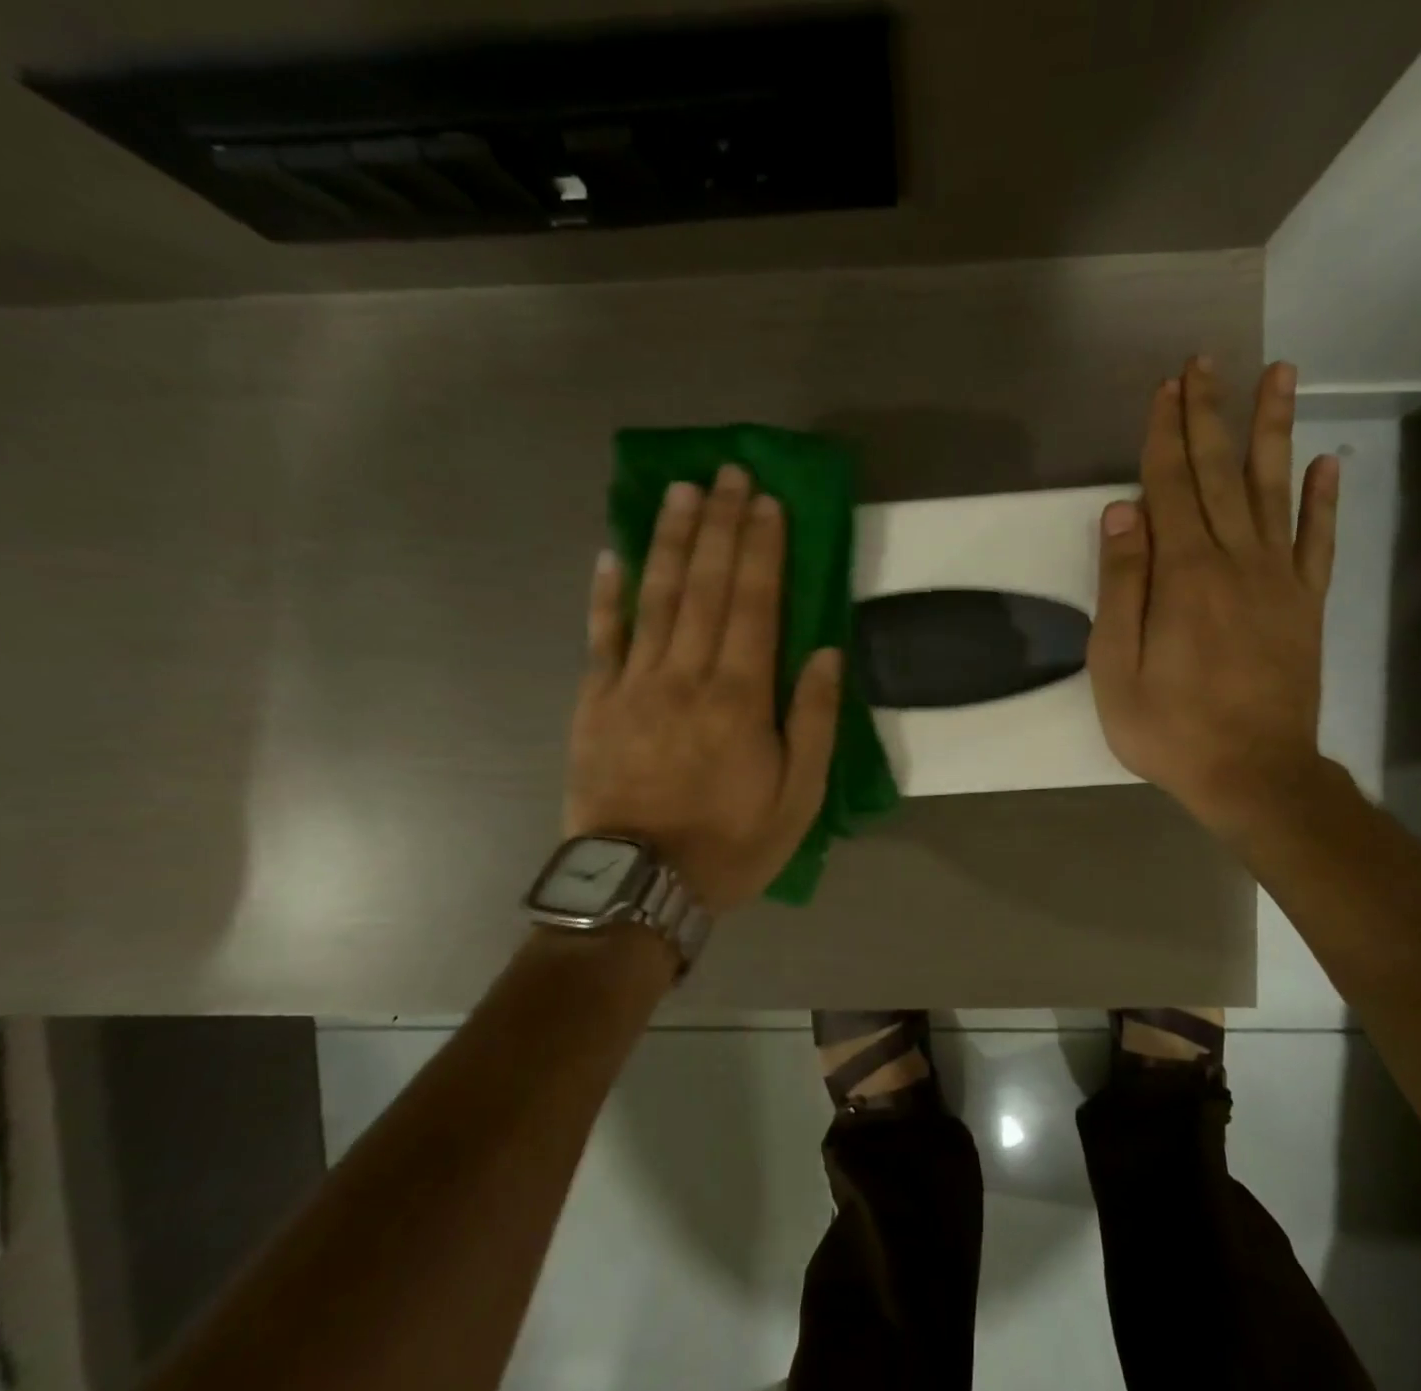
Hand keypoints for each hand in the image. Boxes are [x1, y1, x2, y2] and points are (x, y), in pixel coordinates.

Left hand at [566, 465, 841, 913]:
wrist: (639, 886)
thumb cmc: (730, 844)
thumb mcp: (798, 798)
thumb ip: (813, 721)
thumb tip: (825, 652)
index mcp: (740, 697)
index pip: (755, 603)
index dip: (762, 548)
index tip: (766, 501)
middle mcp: (686, 675)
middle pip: (705, 585)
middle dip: (719, 525)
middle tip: (727, 473)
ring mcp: (634, 684)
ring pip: (655, 597)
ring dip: (669, 539)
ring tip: (680, 491)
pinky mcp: (595, 702)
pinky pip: (601, 637)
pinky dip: (606, 594)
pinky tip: (609, 554)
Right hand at [1088, 357, 1338, 840]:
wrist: (1253, 774)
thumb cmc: (1170, 729)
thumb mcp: (1116, 668)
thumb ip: (1120, 587)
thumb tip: (1121, 512)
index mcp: (1183, 575)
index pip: (1169, 487)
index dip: (1165, 434)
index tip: (1165, 387)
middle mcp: (1235, 561)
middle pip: (1219, 474)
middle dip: (1210, 414)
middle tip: (1207, 361)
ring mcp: (1278, 580)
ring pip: (1274, 490)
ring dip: (1272, 430)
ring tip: (1279, 374)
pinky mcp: (1305, 605)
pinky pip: (1317, 541)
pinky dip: (1324, 499)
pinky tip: (1327, 462)